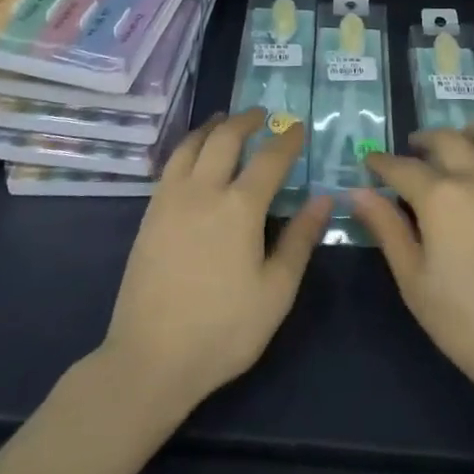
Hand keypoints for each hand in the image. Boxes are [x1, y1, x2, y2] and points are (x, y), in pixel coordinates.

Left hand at [102, 109, 330, 414]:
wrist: (150, 359)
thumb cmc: (223, 330)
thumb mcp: (276, 292)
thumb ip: (300, 240)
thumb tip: (324, 199)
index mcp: (240, 207)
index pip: (270, 158)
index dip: (287, 139)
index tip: (299, 127)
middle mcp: (203, 191)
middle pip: (225, 138)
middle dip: (246, 120)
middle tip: (262, 114)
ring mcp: (170, 201)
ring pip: (191, 145)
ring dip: (212, 127)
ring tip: (224, 120)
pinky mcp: (149, 216)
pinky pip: (171, 165)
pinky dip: (188, 147)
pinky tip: (193, 156)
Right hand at [353, 120, 473, 412]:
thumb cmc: (465, 321)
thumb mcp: (413, 280)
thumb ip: (386, 228)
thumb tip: (357, 192)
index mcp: (441, 197)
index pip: (401, 167)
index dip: (381, 164)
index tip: (371, 163)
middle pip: (445, 139)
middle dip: (421, 143)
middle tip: (413, 157)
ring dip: (471, 133)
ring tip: (463, 151)